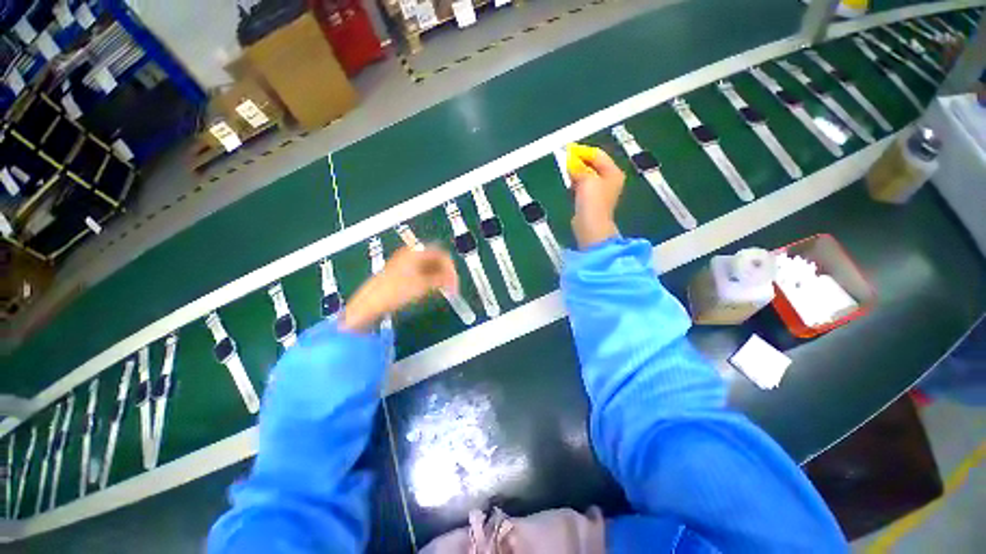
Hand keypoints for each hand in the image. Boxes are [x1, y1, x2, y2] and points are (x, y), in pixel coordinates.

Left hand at [340, 246, 458, 331]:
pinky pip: (421, 272)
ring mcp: (404, 263)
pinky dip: (429, 280)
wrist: (369, 303)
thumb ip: (442, 281)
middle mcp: (410, 254)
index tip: (455, 283)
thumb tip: (454, 281)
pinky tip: (430, 290)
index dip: (451, 268)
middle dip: (445, 272)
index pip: (441, 254)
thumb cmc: (397, 291)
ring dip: (438, 277)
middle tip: (451, 287)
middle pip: (435, 259)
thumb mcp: (423, 286)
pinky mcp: (401, 273)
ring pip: (429, 267)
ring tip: (442, 290)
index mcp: (416, 252)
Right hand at [567, 144, 623, 248]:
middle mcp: (608, 180)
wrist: (590, 225)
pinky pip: (581, 187)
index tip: (568, 150)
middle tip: (566, 161)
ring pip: (585, 176)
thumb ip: (578, 167)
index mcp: (613, 173)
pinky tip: (569, 186)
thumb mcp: (586, 178)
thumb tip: (571, 162)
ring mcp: (599, 192)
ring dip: (576, 174)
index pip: (598, 155)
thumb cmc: (593, 202)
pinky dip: (575, 184)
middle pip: (592, 165)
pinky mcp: (589, 201)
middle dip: (579, 163)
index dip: (583, 152)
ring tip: (567, 173)